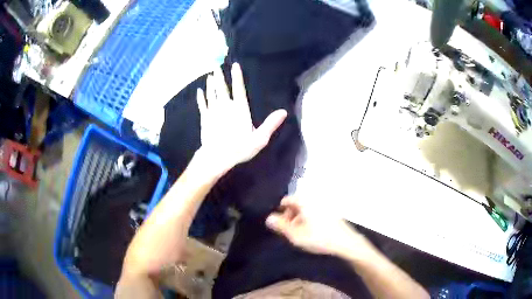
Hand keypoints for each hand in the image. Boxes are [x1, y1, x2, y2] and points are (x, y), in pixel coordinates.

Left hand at [196, 63, 286, 175]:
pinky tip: (199, 91)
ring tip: (210, 75)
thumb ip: (271, 124)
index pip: (239, 88)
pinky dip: (200, 97)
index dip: (237, 76)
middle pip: (222, 88)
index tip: (234, 65)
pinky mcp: (205, 118)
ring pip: (211, 93)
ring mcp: (213, 111)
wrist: (216, 157)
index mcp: (239, 109)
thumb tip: (283, 111)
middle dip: (219, 76)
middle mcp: (225, 106)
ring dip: (210, 84)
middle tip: (216, 65)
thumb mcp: (259, 139)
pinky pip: (202, 104)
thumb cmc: (239, 148)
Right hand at [266, 196, 369, 256]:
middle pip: (297, 203)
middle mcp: (315, 199)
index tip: (280, 225)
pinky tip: (311, 231)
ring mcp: (324, 204)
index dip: (281, 211)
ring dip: (299, 218)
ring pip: (306, 208)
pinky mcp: (331, 211)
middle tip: (289, 230)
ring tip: (299, 232)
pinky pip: (315, 211)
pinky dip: (309, 218)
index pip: (287, 200)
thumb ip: (281, 226)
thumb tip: (268, 218)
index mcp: (305, 201)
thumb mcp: (296, 235)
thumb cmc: (319, 238)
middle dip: (290, 215)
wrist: (345, 242)